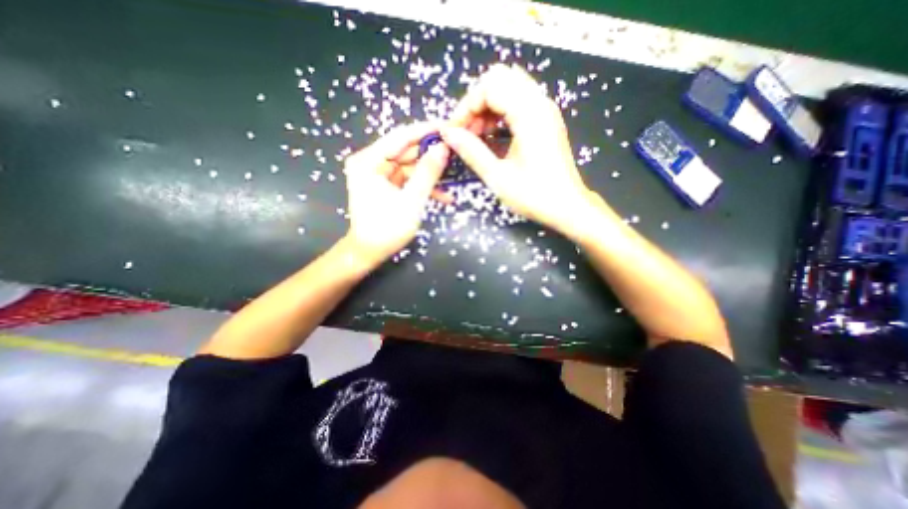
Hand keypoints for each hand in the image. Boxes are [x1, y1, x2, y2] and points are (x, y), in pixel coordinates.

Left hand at [342, 121, 446, 266]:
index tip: (449, 127)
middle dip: (431, 154)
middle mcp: (371, 162)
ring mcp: (378, 174)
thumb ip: (428, 173)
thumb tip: (443, 148)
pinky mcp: (385, 185)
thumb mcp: (412, 200)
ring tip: (453, 176)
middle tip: (456, 152)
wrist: (369, 252)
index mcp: (369, 161)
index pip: (401, 136)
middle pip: (406, 150)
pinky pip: (408, 179)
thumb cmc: (387, 228)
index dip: (426, 131)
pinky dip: (423, 186)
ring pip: (410, 166)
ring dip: (430, 174)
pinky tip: (444, 196)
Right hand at [441, 64, 596, 231]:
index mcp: (529, 114)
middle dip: (477, 102)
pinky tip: (493, 136)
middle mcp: (540, 103)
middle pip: (500, 78)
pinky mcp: (546, 121)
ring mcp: (545, 110)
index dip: (466, 106)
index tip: (455, 132)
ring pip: (509, 88)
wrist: (567, 207)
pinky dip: (500, 113)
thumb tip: (449, 134)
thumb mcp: (497, 177)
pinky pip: (519, 102)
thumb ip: (471, 151)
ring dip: (488, 107)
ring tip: (478, 136)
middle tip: (467, 131)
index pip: (490, 86)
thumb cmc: (534, 195)